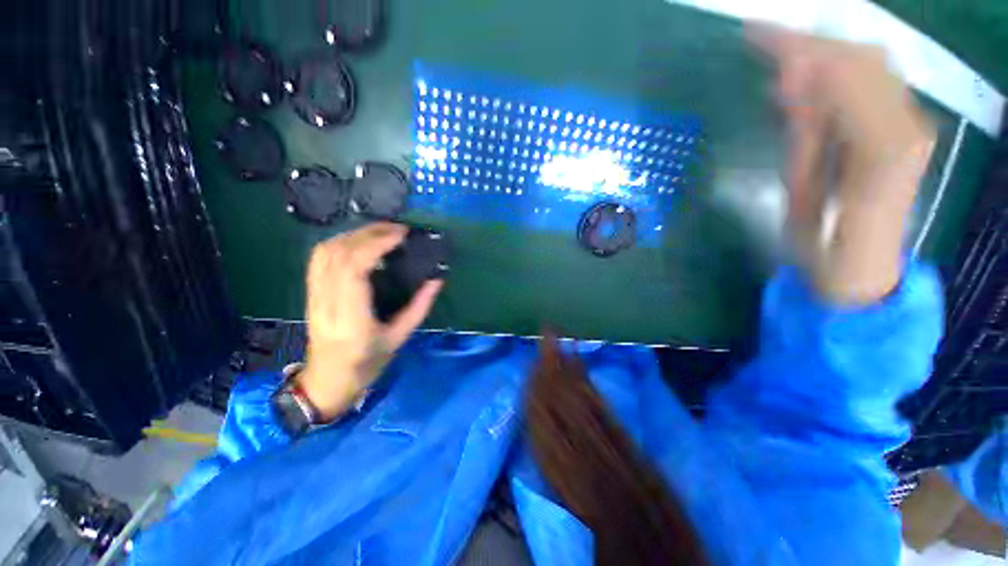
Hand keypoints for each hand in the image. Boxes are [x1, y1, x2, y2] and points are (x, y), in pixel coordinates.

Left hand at [299, 223, 442, 420]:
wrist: (326, 382)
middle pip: (339, 254)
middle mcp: (327, 302)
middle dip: (369, 234)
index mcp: (351, 318)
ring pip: (325, 252)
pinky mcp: (311, 292)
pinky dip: (340, 242)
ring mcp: (314, 296)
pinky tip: (359, 241)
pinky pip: (319, 258)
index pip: (354, 269)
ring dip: (354, 234)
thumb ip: (419, 307)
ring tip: (382, 232)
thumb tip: (437, 279)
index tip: (401, 235)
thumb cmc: (367, 365)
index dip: (376, 245)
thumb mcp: (399, 338)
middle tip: (398, 229)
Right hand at [751, 26, 935, 303]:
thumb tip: (790, 84)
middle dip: (807, 43)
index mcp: (882, 150)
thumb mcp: (801, 199)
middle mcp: (908, 125)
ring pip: (870, 61)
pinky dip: (837, 68)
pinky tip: (808, 80)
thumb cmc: (825, 249)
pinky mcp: (907, 127)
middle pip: (861, 57)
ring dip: (822, 51)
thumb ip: (803, 139)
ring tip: (778, 57)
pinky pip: (875, 78)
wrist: (864, 272)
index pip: (842, 73)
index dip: (798, 50)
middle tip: (759, 41)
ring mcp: (913, 124)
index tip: (754, 37)